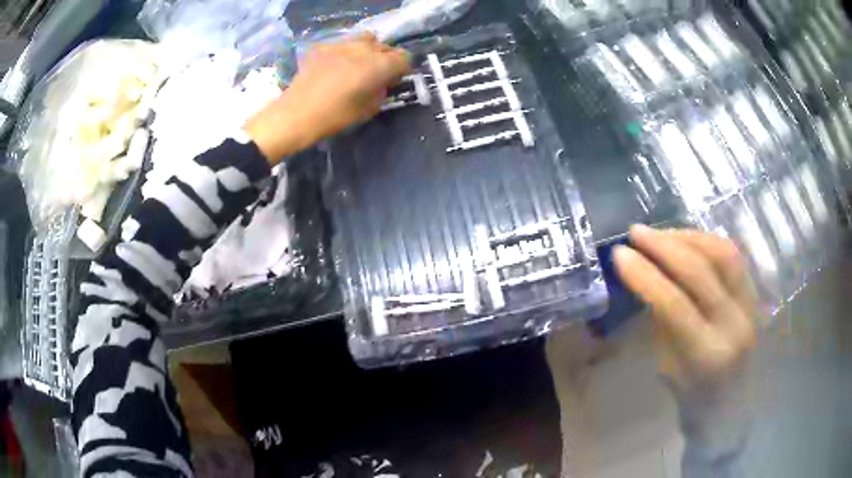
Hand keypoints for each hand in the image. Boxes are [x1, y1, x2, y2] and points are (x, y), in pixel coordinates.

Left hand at [246, 33, 411, 163]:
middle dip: (384, 58)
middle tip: (375, 74)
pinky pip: (342, 44)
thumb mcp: (369, 109)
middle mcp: (364, 48)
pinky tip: (333, 67)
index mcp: (379, 65)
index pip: (404, 57)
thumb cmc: (336, 117)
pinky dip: (344, 53)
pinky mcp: (322, 47)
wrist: (296, 114)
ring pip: (364, 39)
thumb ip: (381, 91)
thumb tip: (382, 82)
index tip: (393, 80)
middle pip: (384, 46)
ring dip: (366, 50)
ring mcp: (341, 44)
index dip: (401, 69)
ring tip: (356, 65)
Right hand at [614, 225, 756, 402]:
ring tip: (660, 233)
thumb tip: (648, 275)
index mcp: (707, 355)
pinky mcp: (755, 293)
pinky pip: (732, 255)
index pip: (674, 304)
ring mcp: (750, 305)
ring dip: (687, 236)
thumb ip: (662, 321)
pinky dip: (706, 241)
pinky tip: (686, 239)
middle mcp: (734, 325)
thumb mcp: (667, 367)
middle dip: (664, 246)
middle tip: (636, 232)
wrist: (731, 402)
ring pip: (721, 253)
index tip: (620, 253)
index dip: (645, 274)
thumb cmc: (692, 395)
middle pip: (700, 272)